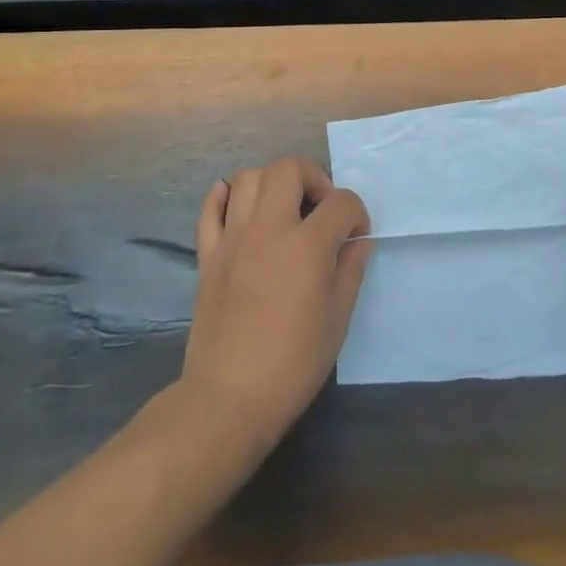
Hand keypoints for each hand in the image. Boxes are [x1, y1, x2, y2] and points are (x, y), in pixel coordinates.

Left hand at [182, 157, 371, 444]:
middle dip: (314, 178)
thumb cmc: (293, 363)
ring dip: (273, 183)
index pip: (341, 202)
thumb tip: (358, 242)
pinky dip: (225, 196)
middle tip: (320, 208)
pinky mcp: (207, 254)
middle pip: (288, 168)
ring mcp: (232, 239)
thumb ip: (351, 270)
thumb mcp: (338, 319)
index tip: (356, 237)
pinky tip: (240, 206)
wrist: (229, 397)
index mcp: (307, 246)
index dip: (357, 214)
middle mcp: (268, 229)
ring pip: (248, 177)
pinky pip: (210, 208)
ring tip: (284, 210)